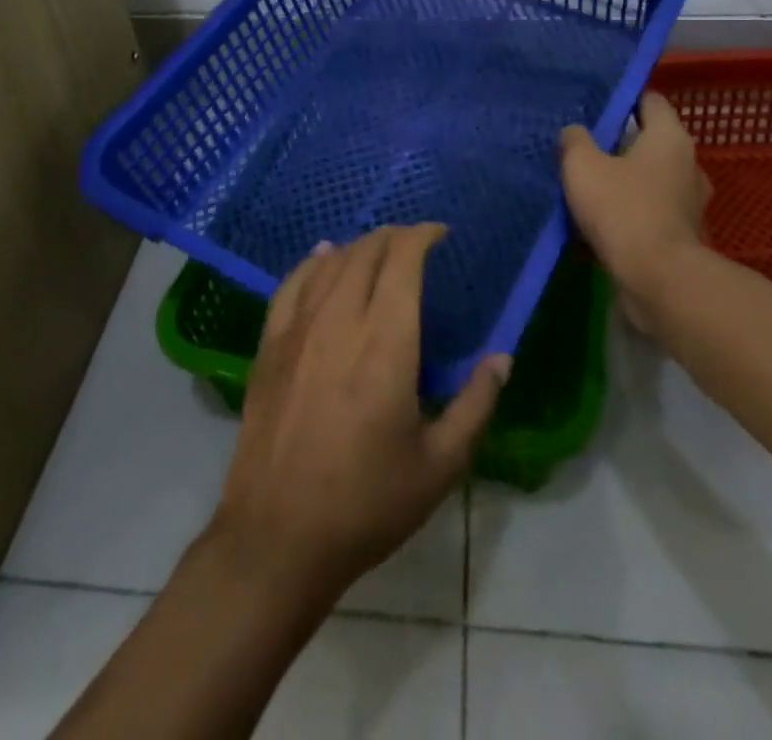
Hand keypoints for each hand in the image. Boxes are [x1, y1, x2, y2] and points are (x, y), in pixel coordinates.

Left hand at [207, 224, 510, 602]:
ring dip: (358, 247)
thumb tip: (502, 358)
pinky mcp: (269, 346)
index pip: (403, 260)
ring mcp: (299, 330)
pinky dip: (311, 262)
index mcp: (387, 342)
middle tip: (414, 244)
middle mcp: (341, 320)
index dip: (422, 235)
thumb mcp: (439, 465)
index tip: (440, 234)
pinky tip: (321, 257)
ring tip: (377, 250)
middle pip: (366, 252)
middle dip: (394, 237)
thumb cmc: (368, 503)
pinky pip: (290, 285)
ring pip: (330, 263)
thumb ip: (476, 405)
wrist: (278, 537)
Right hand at [560, 92, 712, 333]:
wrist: (658, 280)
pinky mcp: (682, 236)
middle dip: (619, 145)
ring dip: (623, 182)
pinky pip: (650, 213)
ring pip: (649, 180)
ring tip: (587, 188)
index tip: (595, 109)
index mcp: (670, 137)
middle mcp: (688, 164)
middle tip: (583, 149)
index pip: (650, 101)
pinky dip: (629, 215)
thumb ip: (574, 141)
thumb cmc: (622, 209)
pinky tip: (599, 224)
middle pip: (650, 142)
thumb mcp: (582, 165)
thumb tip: (574, 133)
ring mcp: (689, 203)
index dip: (623, 100)